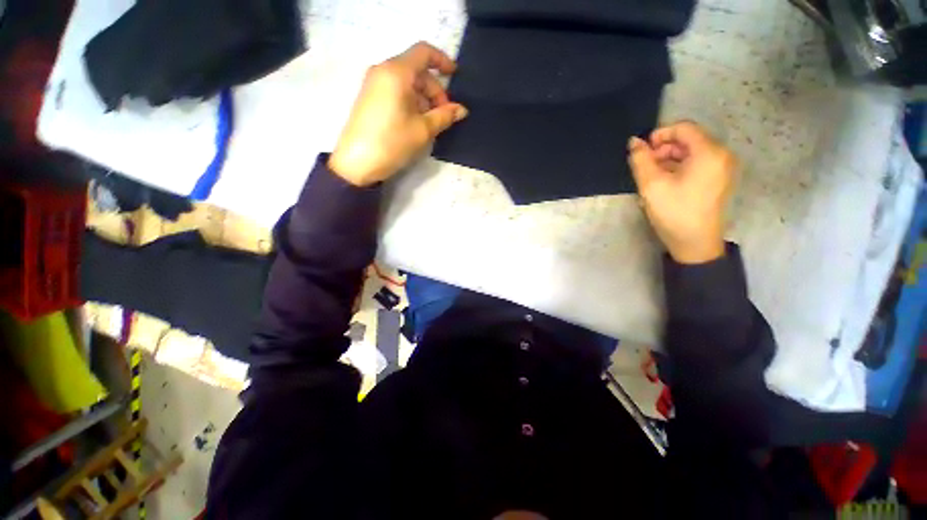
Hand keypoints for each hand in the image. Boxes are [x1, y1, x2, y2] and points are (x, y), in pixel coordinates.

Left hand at [329, 42, 468, 186]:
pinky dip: (411, 102)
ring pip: (407, 83)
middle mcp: (383, 71)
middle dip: (434, 90)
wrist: (357, 163)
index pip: (423, 52)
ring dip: (424, 99)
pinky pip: (396, 92)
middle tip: (444, 116)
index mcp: (396, 72)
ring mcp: (374, 84)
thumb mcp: (423, 130)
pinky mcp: (371, 98)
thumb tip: (462, 110)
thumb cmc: (392, 142)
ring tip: (431, 124)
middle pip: (417, 71)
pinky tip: (416, 123)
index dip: (442, 60)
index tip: (455, 75)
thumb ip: (445, 116)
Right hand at [627, 121, 738, 263]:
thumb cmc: (674, 212)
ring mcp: (722, 168)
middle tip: (644, 166)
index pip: (684, 128)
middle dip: (663, 148)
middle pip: (689, 139)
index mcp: (709, 152)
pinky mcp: (718, 180)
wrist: (695, 243)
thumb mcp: (651, 185)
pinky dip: (679, 167)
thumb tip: (634, 142)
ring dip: (669, 159)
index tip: (642, 150)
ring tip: (651, 176)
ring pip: (692, 152)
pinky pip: (697, 164)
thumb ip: (641, 160)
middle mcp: (721, 155)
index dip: (660, 134)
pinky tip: (665, 182)